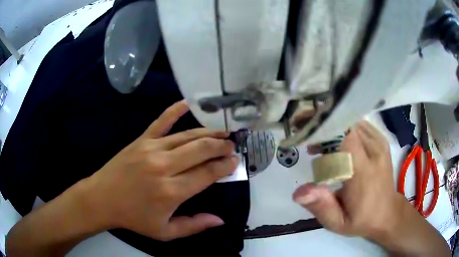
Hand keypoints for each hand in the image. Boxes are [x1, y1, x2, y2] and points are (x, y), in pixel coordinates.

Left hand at [84, 100, 237, 240]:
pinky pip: (161, 121)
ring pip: (187, 136)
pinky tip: (187, 103)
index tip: (235, 161)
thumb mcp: (165, 232)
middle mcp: (164, 166)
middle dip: (221, 146)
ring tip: (223, 131)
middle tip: (232, 145)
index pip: (207, 174)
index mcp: (171, 192)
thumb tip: (220, 220)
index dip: (224, 166)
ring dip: (208, 132)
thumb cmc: (134, 217)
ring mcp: (152, 149)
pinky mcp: (141, 140)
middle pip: (201, 150)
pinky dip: (174, 110)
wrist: (102, 199)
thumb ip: (194, 226)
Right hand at [293, 121, 401, 239]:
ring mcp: (380, 143)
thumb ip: (321, 207)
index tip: (307, 137)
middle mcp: (375, 151)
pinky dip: (347, 129)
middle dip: (326, 128)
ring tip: (321, 146)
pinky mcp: (381, 141)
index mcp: (364, 172)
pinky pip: (361, 126)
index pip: (346, 136)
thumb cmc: (361, 219)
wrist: (387, 213)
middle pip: (347, 125)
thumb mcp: (338, 223)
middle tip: (310, 143)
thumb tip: (298, 192)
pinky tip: (339, 145)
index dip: (325, 131)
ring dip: (336, 129)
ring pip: (353, 123)